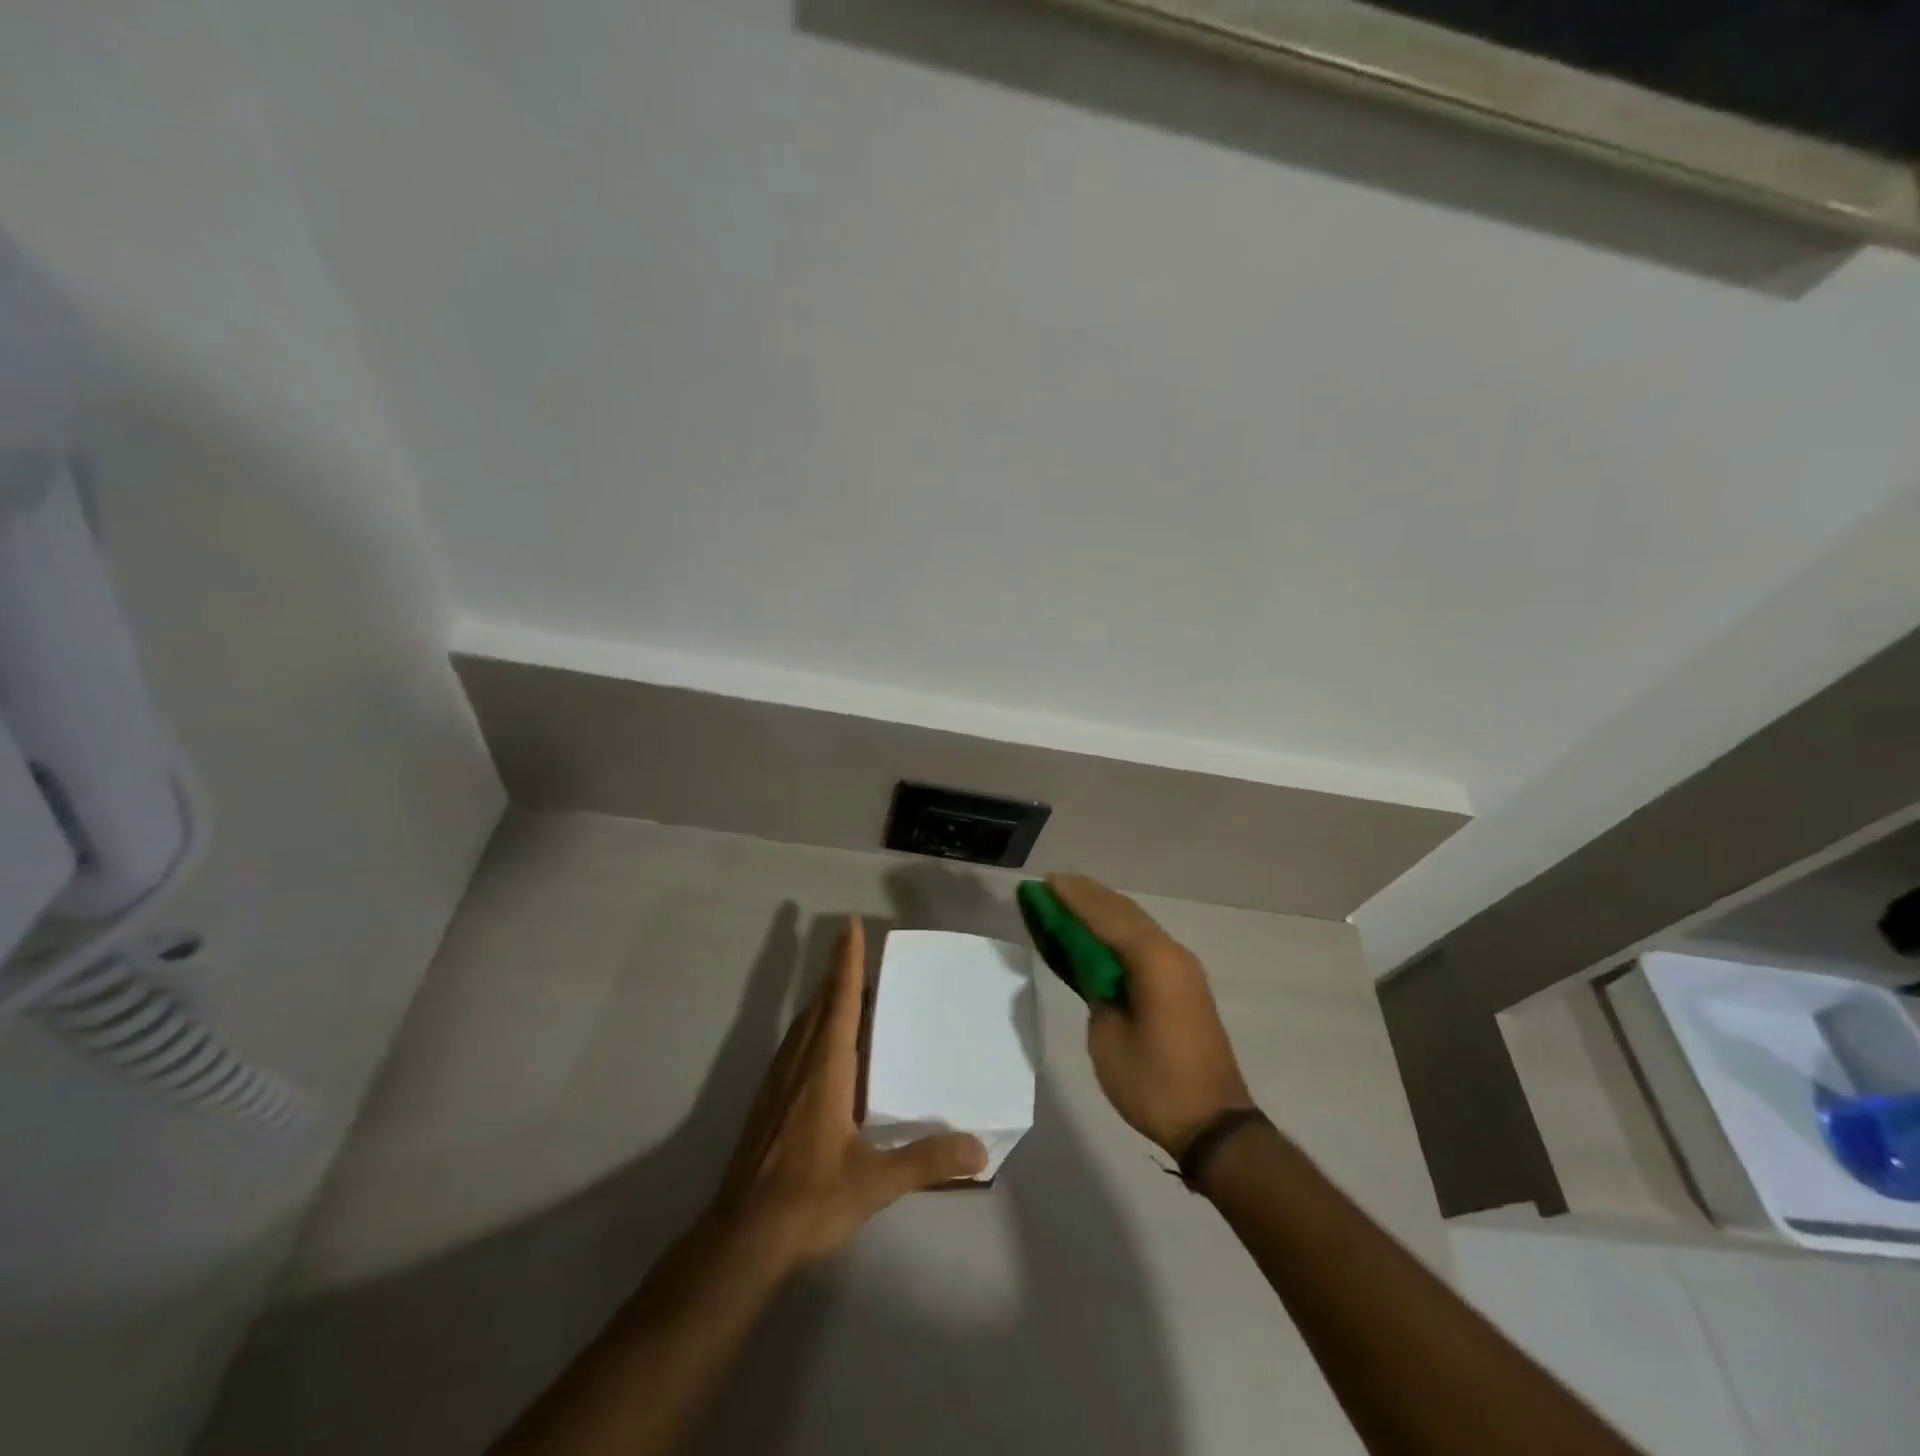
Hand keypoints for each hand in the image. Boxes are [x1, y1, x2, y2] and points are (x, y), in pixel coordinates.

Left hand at [711, 916, 986, 1275]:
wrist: (742, 1241)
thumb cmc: (809, 1201)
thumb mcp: (875, 1183)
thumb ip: (926, 1161)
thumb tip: (979, 1150)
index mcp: (825, 1069)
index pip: (840, 1001)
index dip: (846, 962)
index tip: (850, 926)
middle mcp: (799, 1065)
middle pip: (819, 1005)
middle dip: (836, 973)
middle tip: (856, 949)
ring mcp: (778, 1084)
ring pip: (803, 1026)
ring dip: (823, 1000)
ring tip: (845, 990)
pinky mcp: (768, 1105)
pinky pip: (794, 1047)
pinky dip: (812, 1028)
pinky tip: (820, 1047)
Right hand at [1049, 874, 1253, 1157]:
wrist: (1213, 1123)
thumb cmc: (1154, 1082)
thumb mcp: (1108, 1036)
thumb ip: (1096, 989)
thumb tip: (1092, 968)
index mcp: (1153, 960)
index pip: (1105, 916)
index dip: (1072, 898)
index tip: (1045, 882)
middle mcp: (1170, 952)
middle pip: (1122, 911)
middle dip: (1086, 895)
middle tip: (1051, 884)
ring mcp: (1180, 967)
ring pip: (1135, 923)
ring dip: (1102, 909)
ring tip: (1068, 897)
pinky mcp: (1181, 983)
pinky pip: (1143, 942)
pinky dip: (1116, 930)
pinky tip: (1096, 929)